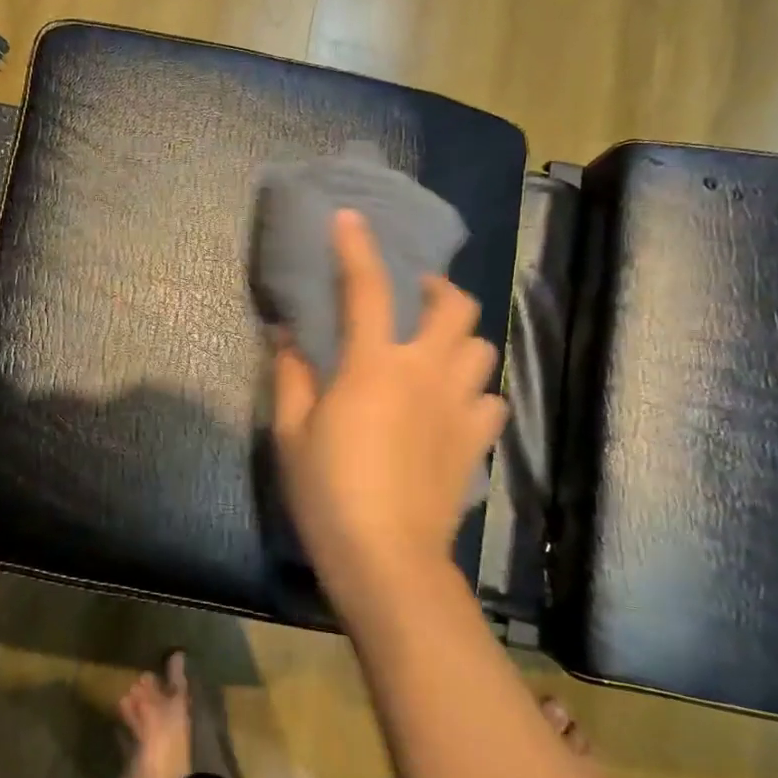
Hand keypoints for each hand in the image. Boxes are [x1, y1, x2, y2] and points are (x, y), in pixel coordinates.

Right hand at [272, 210, 507, 623]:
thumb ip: (291, 376)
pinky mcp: (476, 442)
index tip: (350, 218)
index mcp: (372, 365)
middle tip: (414, 299)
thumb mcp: (291, 433)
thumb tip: (286, 335)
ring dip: (458, 340)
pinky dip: (474, 393)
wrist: (386, 558)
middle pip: (454, 307)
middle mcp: (424, 372)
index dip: (356, 246)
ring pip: (480, 348)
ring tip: (435, 353)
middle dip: (436, 290)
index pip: (365, 288)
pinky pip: (490, 400)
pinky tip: (452, 407)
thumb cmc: (328, 492)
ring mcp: (458, 407)